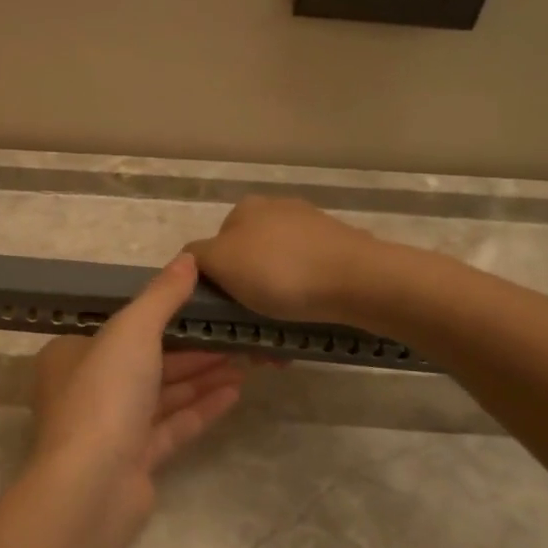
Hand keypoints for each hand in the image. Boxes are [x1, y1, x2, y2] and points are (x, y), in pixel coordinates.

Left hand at [29, 254, 245, 521]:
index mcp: (72, 355)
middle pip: (146, 362)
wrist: (92, 486)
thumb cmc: (104, 395)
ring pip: (161, 395)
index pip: (121, 329)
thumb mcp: (132, 331)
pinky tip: (235, 393)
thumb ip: (161, 296)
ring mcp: (110, 428)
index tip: (203, 308)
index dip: (164, 317)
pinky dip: (200, 409)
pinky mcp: (133, 460)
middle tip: (237, 336)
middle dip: (193, 350)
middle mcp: (86, 390)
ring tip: (246, 362)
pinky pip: (171, 427)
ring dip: (202, 378)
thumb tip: (188, 259)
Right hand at [184, 195, 376, 324]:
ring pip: (278, 274)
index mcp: (245, 208)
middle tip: (249, 331)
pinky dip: (302, 301)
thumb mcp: (220, 262)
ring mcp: (312, 228)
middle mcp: (277, 209)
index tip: (222, 314)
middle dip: (246, 296)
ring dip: (274, 304)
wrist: (359, 281)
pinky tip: (306, 323)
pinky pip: (308, 280)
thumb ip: (195, 258)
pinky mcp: (340, 250)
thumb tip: (188, 261)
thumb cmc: (279, 271)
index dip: (214, 282)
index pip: (213, 247)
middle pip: (247, 261)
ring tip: (278, 339)